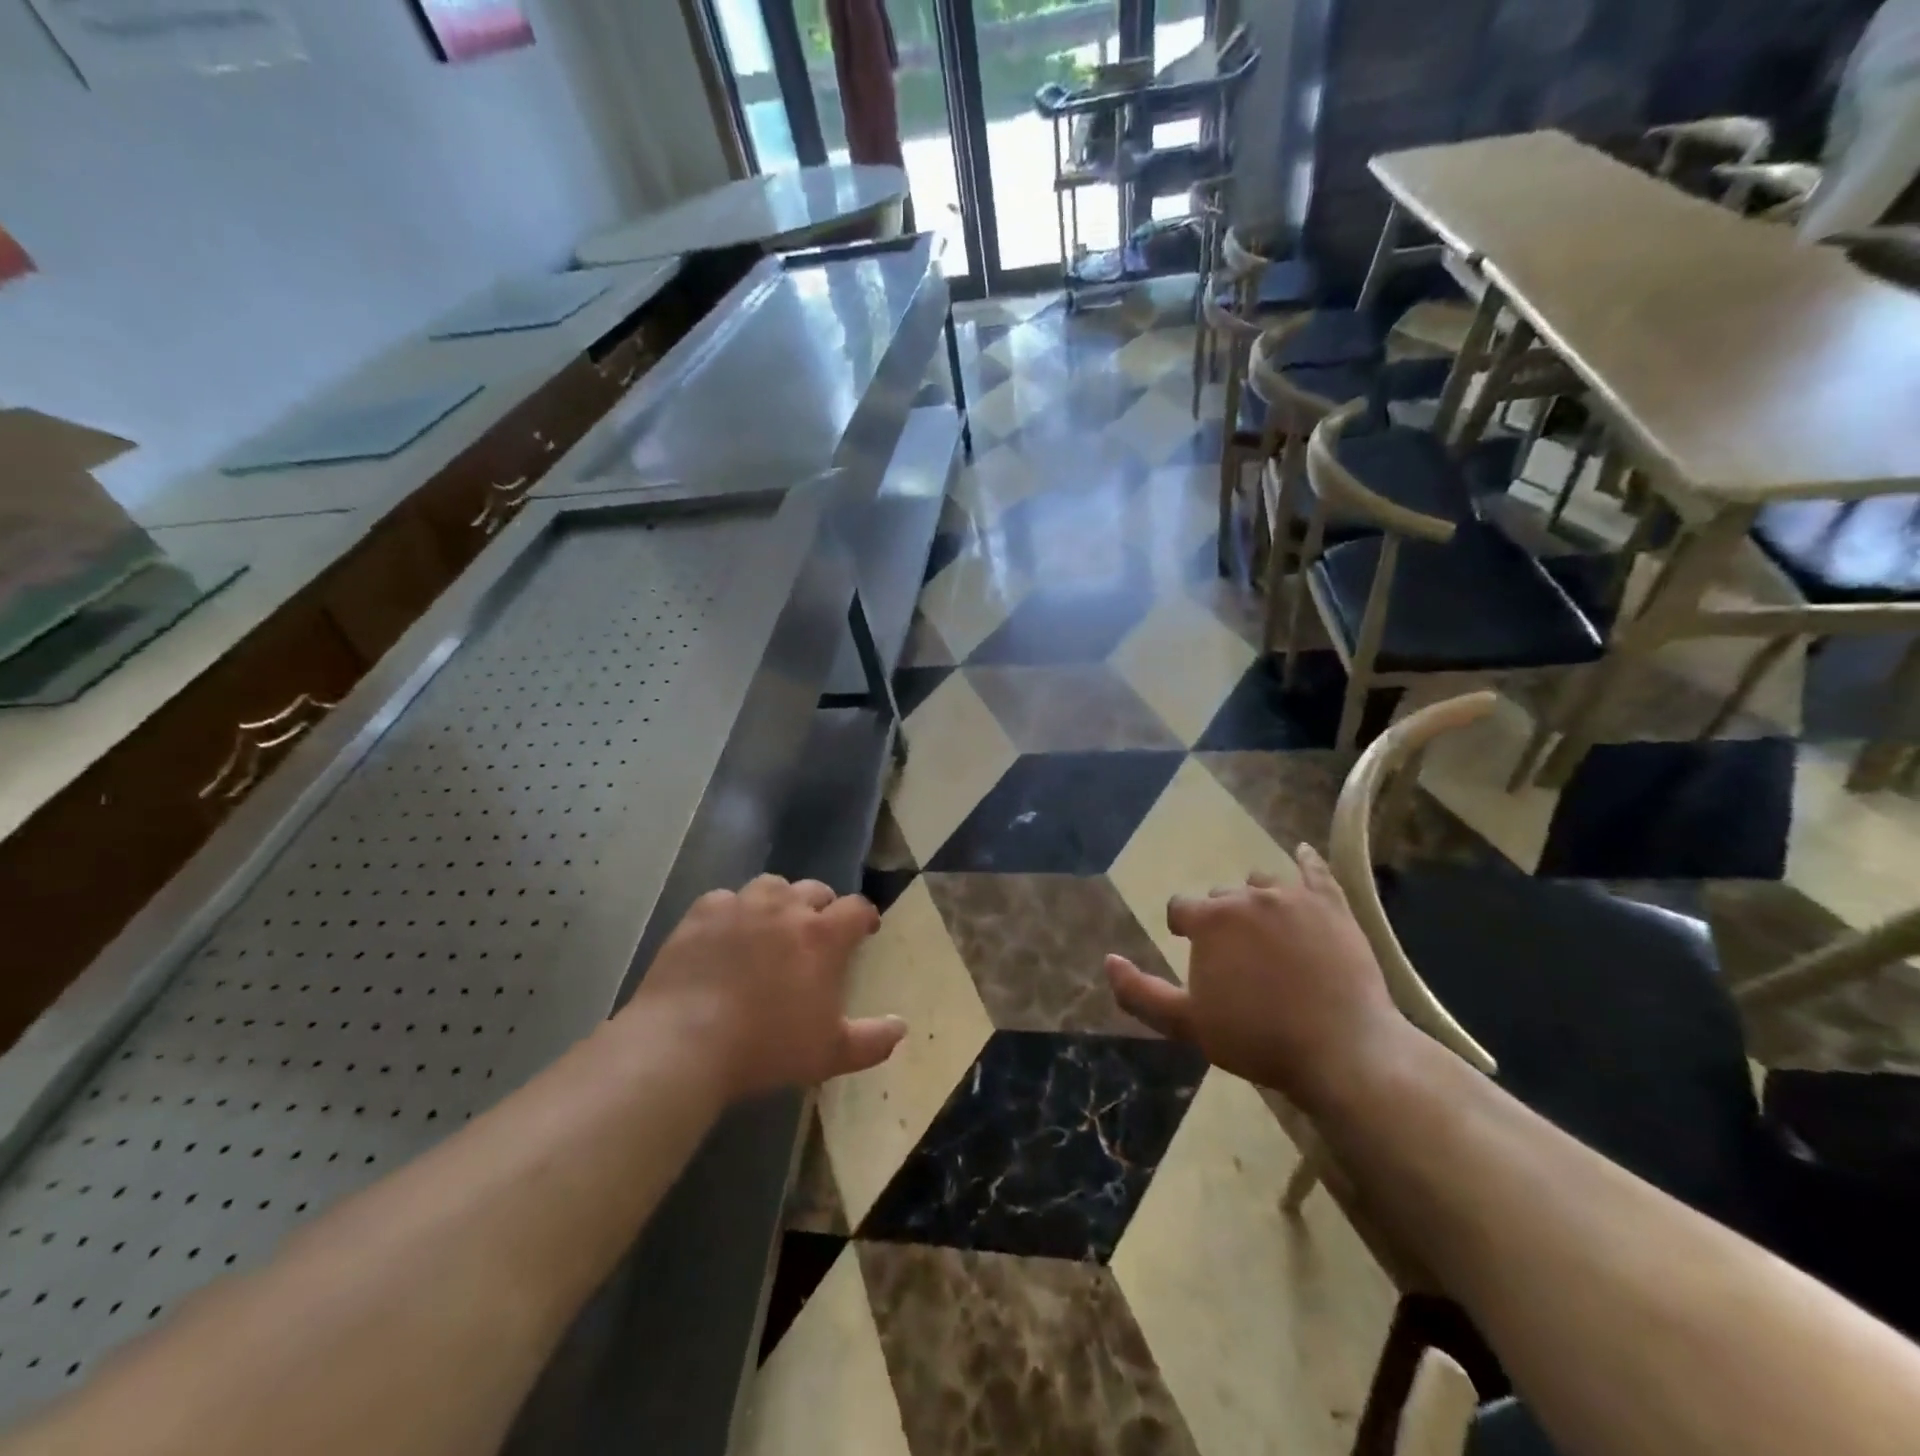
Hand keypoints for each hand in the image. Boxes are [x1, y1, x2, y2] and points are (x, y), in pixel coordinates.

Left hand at [626, 875, 904, 1100]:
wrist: (684, 1041)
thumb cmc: (766, 1047)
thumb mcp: (829, 1053)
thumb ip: (872, 1040)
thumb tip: (902, 1027)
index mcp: (822, 935)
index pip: (857, 908)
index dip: (865, 916)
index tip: (865, 930)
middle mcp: (786, 908)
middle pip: (815, 890)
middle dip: (823, 906)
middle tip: (817, 932)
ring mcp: (741, 905)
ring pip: (772, 885)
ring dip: (780, 901)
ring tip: (773, 925)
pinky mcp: (702, 913)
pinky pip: (726, 899)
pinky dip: (733, 911)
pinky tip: (726, 934)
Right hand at [1105, 845, 1409, 1113]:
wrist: (1344, 1051)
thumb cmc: (1259, 1039)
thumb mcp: (1188, 1024)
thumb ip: (1141, 993)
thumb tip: (1109, 960)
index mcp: (1210, 920)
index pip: (1181, 908)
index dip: (1182, 928)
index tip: (1192, 950)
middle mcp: (1247, 896)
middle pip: (1222, 895)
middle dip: (1221, 918)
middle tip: (1236, 954)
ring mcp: (1294, 897)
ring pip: (1263, 882)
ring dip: (1257, 899)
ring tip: (1268, 929)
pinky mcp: (1333, 905)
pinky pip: (1316, 871)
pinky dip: (1307, 862)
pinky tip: (1303, 854)